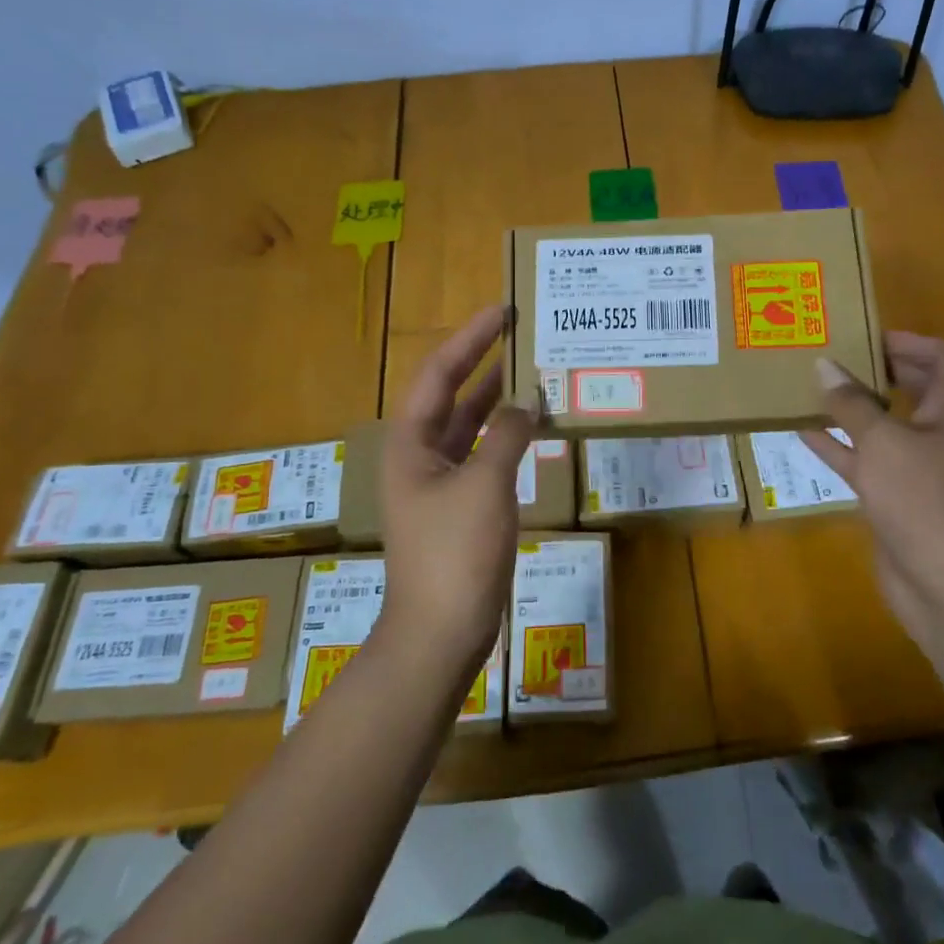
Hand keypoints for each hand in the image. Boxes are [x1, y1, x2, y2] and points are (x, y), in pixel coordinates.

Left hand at [378, 305, 533, 675]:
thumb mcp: (485, 485)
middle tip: (518, 331)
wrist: (440, 632)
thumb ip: (508, 435)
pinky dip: (505, 434)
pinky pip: (482, 453)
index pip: (439, 372)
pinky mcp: (459, 505)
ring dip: (496, 396)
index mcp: (410, 442)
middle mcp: (419, 454)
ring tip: (529, 367)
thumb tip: (529, 401)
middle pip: (450, 393)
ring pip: (468, 423)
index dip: (470, 338)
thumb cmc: (455, 553)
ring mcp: (438, 481)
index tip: (502, 311)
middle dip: (481, 359)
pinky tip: (532, 424)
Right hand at [802, 333, 943, 645]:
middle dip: (878, 370)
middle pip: (915, 389)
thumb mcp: (883, 443)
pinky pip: (864, 462)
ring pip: (884, 426)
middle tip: (836, 356)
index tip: (869, 337)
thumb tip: (824, 365)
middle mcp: (939, 435)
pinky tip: (803, 432)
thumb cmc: (924, 500)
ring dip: (853, 408)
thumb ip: (851, 404)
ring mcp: (917, 470)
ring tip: (813, 387)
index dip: (913, 341)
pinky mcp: (895, 499)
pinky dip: (838, 446)